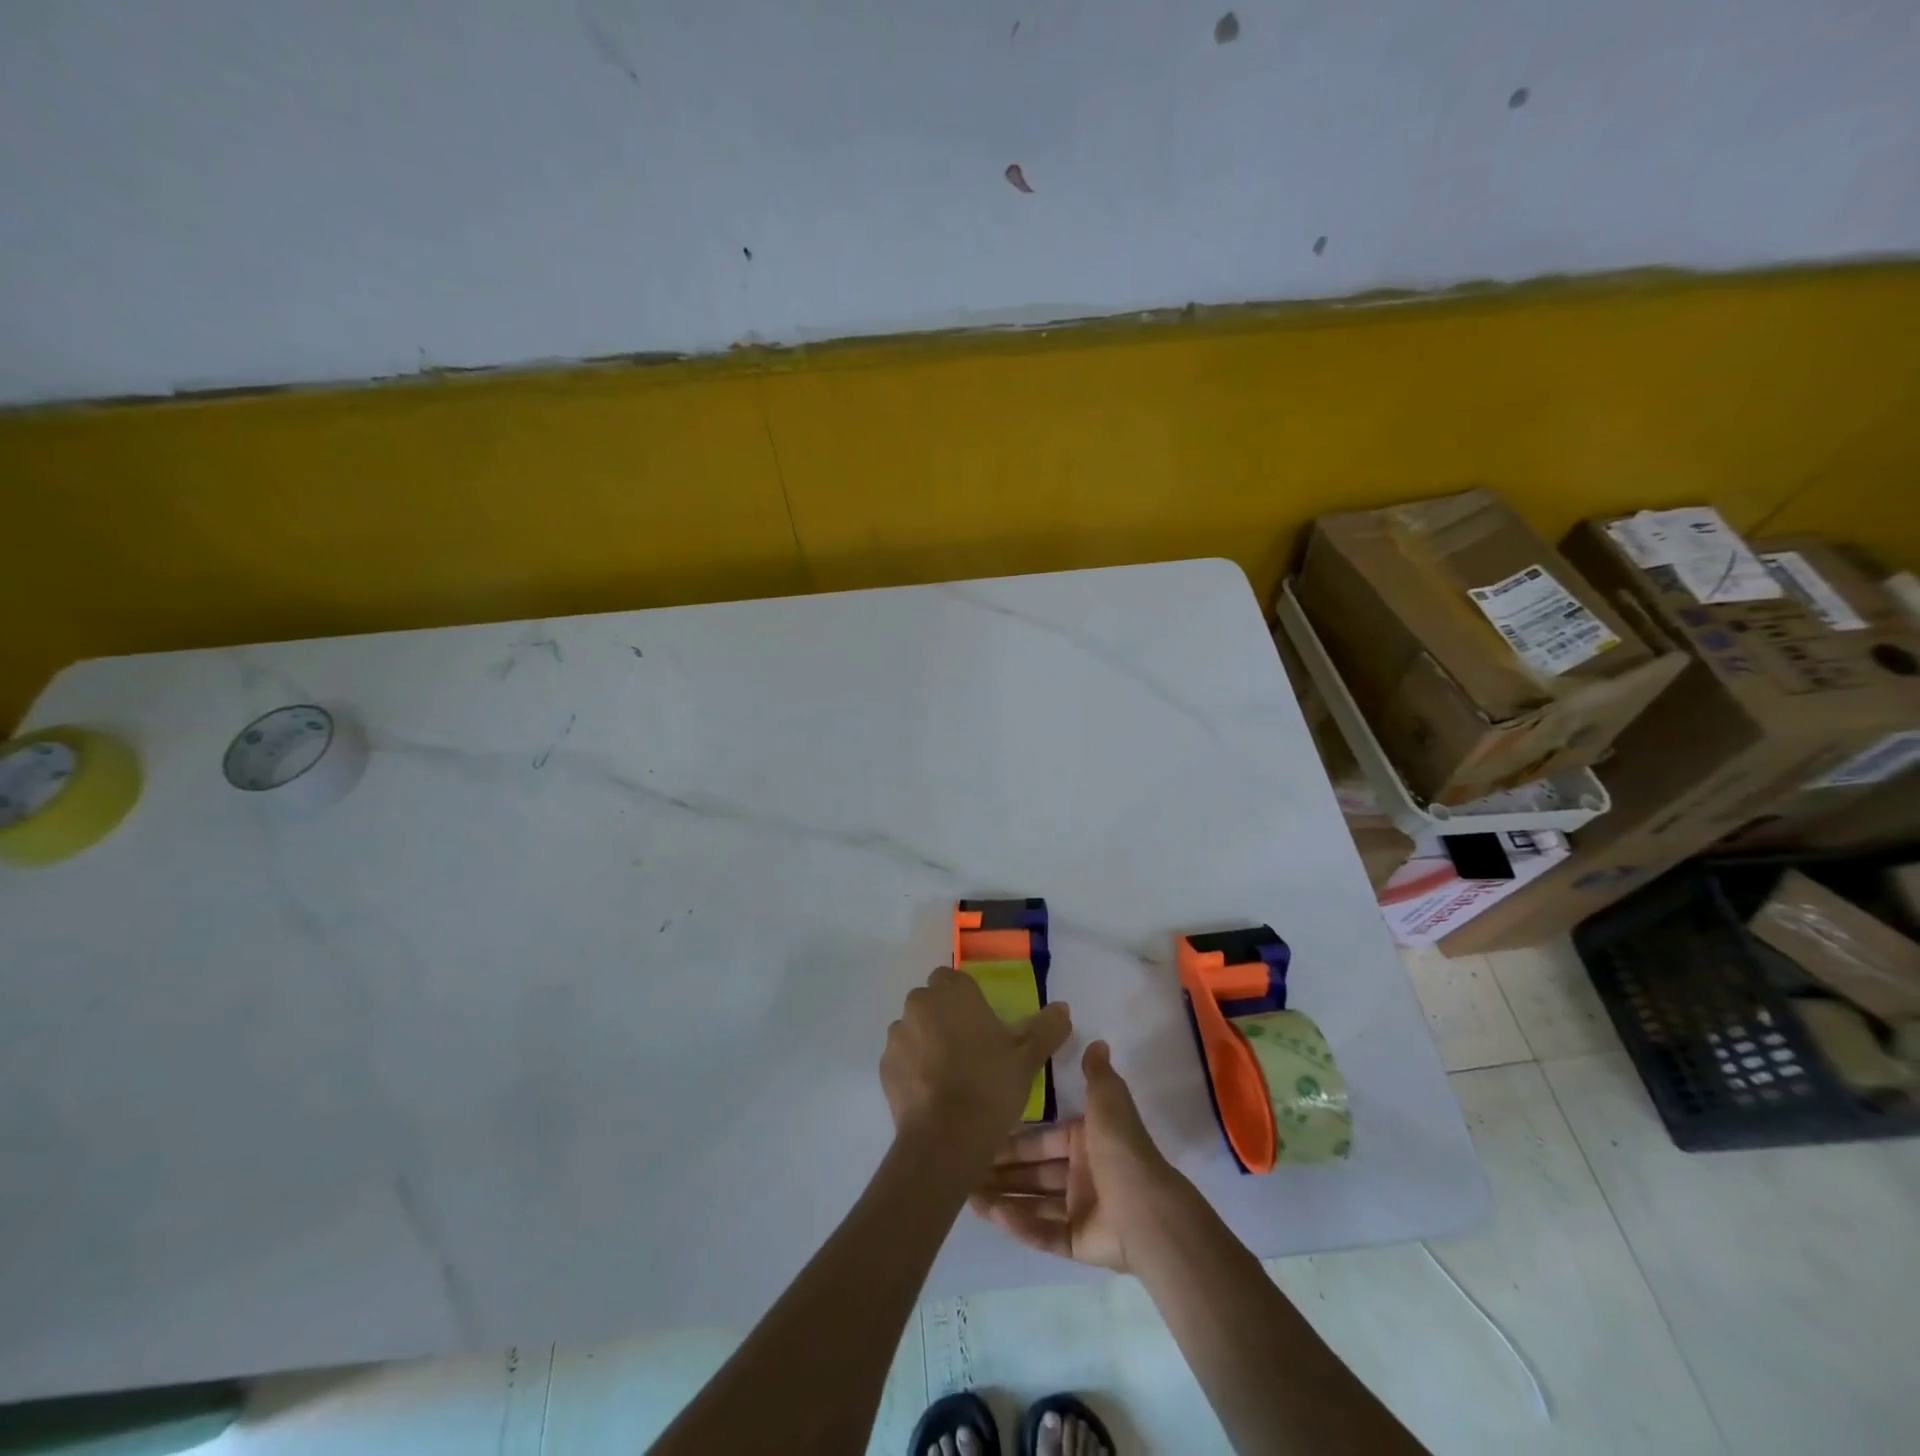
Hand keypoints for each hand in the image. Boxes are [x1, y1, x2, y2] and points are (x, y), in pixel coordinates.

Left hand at [880, 967, 1071, 1149]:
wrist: (946, 1138)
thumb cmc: (990, 1085)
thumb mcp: (1028, 1056)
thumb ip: (1046, 1027)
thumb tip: (1063, 1008)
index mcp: (952, 991)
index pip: (953, 979)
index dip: (967, 1000)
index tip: (983, 1026)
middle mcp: (919, 1003)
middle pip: (931, 1002)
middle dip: (946, 1019)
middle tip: (971, 1051)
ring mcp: (897, 1035)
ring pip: (914, 1030)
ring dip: (927, 1042)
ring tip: (951, 1076)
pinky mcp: (884, 1067)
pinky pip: (902, 1058)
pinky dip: (913, 1069)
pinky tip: (933, 1094)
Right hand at [970, 1040, 1191, 1271]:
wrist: (1147, 1210)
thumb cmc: (1121, 1151)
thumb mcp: (1108, 1102)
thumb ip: (1097, 1075)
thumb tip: (1098, 1042)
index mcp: (1085, 1142)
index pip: (1041, 1140)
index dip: (1013, 1141)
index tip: (980, 1137)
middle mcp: (1081, 1174)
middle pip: (1033, 1173)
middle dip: (1001, 1172)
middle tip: (964, 1170)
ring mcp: (1080, 1210)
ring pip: (1033, 1203)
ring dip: (1003, 1199)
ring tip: (968, 1196)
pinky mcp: (1079, 1242)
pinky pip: (1045, 1232)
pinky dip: (1021, 1225)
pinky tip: (993, 1215)